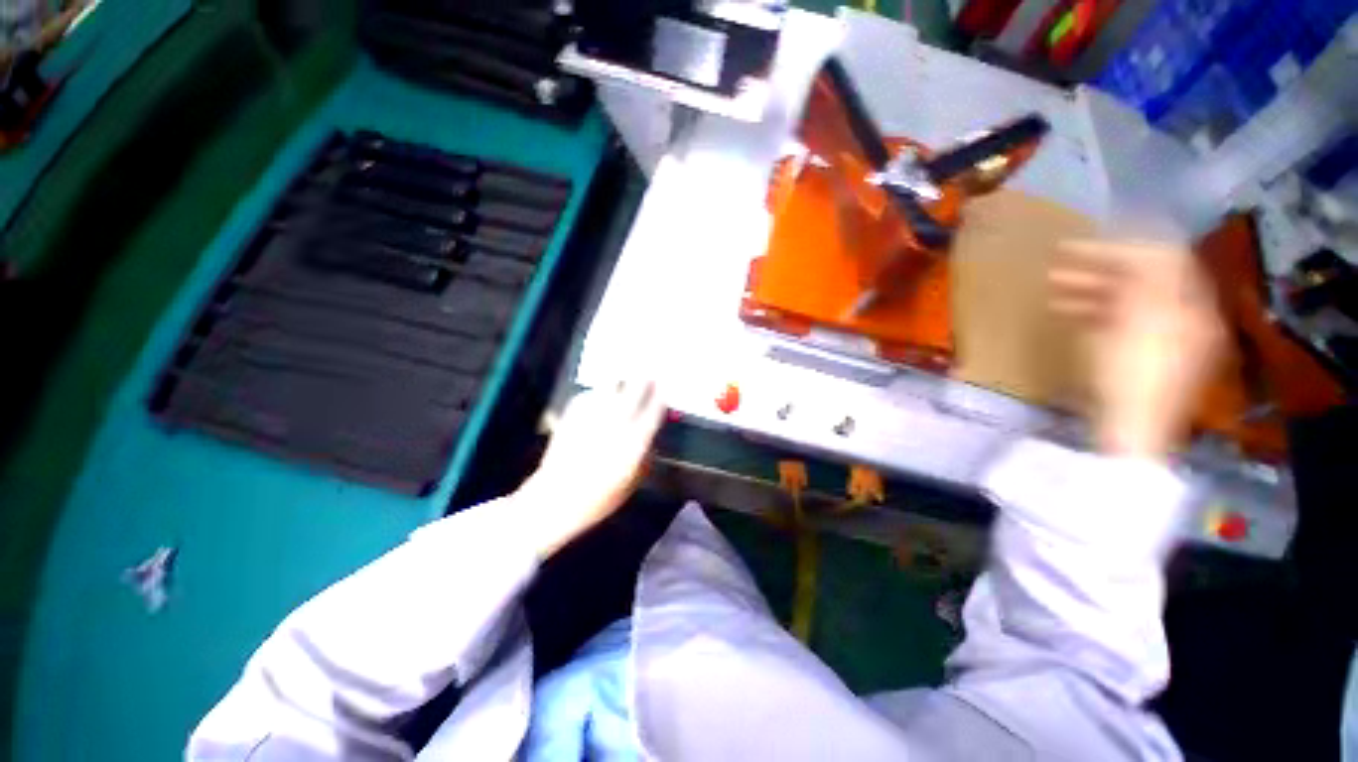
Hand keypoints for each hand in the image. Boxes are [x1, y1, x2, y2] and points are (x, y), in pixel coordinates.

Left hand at [514, 381, 665, 557]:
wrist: (556, 498)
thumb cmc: (599, 498)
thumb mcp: (633, 481)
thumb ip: (646, 454)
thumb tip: (652, 435)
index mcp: (634, 441)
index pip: (654, 409)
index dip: (661, 395)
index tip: (665, 387)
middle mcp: (616, 422)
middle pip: (635, 388)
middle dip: (645, 377)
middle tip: (649, 372)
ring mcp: (593, 415)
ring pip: (611, 384)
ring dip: (621, 382)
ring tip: (624, 382)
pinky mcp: (573, 413)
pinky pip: (591, 394)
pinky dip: (599, 395)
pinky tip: (600, 401)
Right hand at [1049, 240, 1225, 459]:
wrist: (1129, 430)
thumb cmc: (1131, 376)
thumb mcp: (1137, 324)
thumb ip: (1143, 282)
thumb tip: (1138, 247)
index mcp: (1189, 307)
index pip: (1162, 259)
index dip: (1123, 246)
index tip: (1082, 244)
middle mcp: (1182, 316)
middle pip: (1144, 278)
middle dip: (1101, 266)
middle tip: (1059, 262)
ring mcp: (1161, 337)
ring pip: (1126, 298)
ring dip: (1091, 287)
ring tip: (1052, 285)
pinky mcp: (1139, 354)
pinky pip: (1118, 320)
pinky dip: (1092, 310)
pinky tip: (1065, 311)